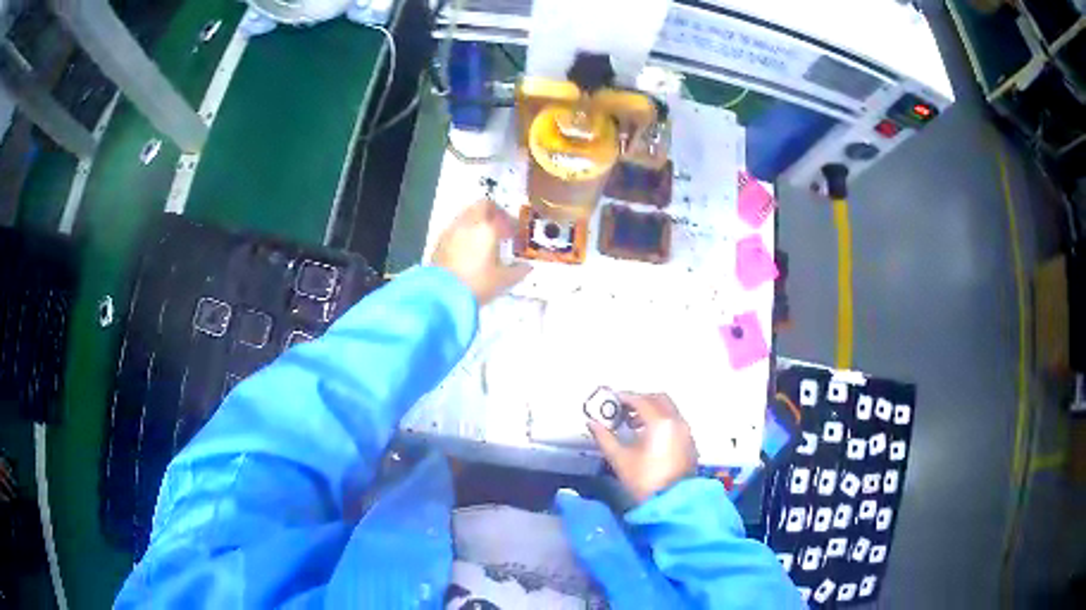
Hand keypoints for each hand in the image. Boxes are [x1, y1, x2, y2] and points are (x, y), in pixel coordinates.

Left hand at [431, 200, 530, 304]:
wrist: (441, 295)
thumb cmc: (477, 284)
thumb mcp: (503, 281)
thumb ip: (518, 271)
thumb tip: (527, 267)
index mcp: (487, 228)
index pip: (502, 215)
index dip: (510, 223)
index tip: (514, 235)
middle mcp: (468, 223)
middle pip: (482, 206)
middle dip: (493, 213)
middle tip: (499, 228)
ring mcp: (451, 231)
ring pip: (467, 215)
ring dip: (477, 221)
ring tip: (483, 240)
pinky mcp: (439, 242)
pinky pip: (455, 228)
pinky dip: (464, 232)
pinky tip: (467, 251)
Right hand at [589, 392, 696, 503]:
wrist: (672, 502)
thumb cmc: (644, 480)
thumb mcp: (620, 459)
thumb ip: (604, 438)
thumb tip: (592, 424)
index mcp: (660, 422)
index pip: (641, 400)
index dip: (624, 398)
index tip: (611, 401)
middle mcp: (676, 421)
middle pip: (659, 399)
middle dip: (640, 400)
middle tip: (623, 410)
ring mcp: (686, 431)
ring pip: (669, 409)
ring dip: (652, 410)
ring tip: (633, 425)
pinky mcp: (690, 442)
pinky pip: (675, 421)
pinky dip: (662, 420)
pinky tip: (649, 436)